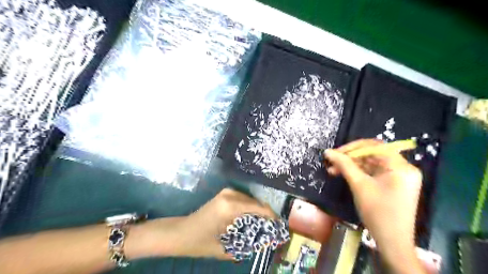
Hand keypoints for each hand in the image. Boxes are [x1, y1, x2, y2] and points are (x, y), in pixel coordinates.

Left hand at [139, 189, 277, 258]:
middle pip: (256, 203)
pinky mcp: (224, 194)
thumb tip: (265, 242)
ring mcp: (227, 192)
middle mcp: (230, 194)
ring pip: (250, 200)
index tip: (279, 227)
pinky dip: (250, 209)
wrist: (180, 232)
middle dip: (265, 215)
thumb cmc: (199, 241)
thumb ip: (247, 245)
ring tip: (263, 225)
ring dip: (258, 212)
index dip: (271, 217)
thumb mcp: (225, 248)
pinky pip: (243, 199)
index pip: (258, 208)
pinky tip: (251, 219)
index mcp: (230, 206)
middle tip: (272, 229)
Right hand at [325, 140, 424, 271]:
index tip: (336, 153)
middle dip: (350, 158)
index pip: (375, 146)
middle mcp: (403, 169)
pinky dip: (359, 173)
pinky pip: (374, 173)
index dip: (353, 147)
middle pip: (373, 155)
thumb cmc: (378, 212)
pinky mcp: (393, 185)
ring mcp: (399, 178)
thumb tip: (327, 151)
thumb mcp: (359, 185)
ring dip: (352, 166)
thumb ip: (344, 165)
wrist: (392, 242)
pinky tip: (344, 176)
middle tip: (332, 163)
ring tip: (333, 171)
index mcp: (401, 167)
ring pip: (371, 164)